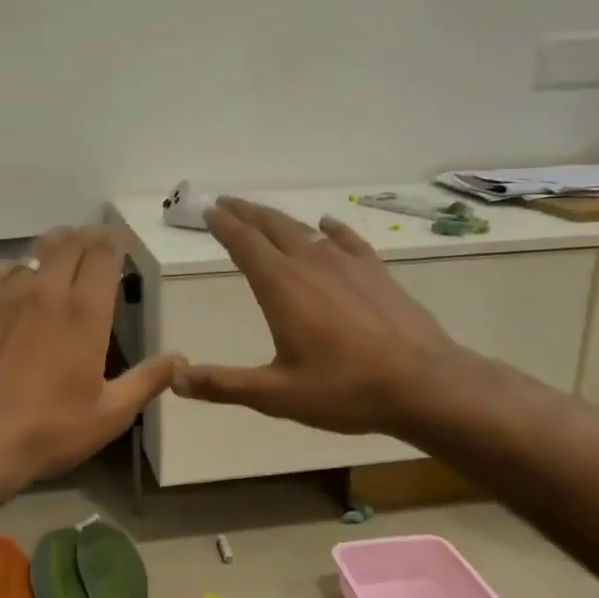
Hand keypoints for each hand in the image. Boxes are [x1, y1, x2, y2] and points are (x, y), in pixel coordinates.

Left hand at [0, 226, 181, 495]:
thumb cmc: (50, 431)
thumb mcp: (110, 414)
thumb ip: (147, 381)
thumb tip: (180, 358)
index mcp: (85, 314)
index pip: (102, 256)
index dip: (113, 242)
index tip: (121, 243)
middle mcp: (47, 293)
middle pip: (69, 245)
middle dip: (87, 238)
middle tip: (96, 243)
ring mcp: (8, 298)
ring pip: (34, 252)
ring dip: (54, 246)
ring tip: (63, 251)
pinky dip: (13, 265)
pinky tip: (17, 277)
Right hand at [172, 197, 458, 435]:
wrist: (425, 384)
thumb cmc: (345, 390)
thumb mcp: (276, 395)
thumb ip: (223, 385)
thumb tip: (174, 378)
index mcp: (281, 287)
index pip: (244, 244)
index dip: (223, 225)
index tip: (208, 210)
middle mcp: (311, 264)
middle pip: (272, 227)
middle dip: (245, 213)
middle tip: (225, 202)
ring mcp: (348, 265)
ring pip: (305, 230)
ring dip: (279, 219)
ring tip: (263, 213)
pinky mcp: (376, 273)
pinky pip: (348, 240)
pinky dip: (331, 229)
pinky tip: (327, 225)